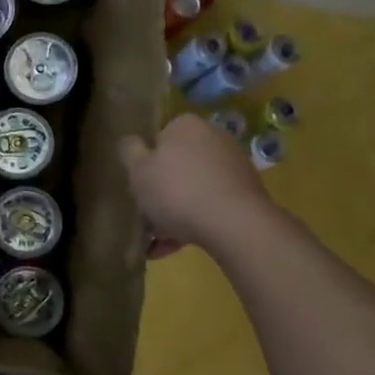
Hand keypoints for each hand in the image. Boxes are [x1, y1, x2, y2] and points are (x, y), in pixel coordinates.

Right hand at [121, 113, 278, 256]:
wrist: (235, 225)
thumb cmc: (176, 190)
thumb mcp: (137, 170)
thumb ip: (129, 151)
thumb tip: (132, 142)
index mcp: (186, 126)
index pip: (158, 137)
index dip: (144, 162)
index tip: (138, 185)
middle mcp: (213, 139)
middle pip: (176, 165)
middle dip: (160, 191)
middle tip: (145, 216)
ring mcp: (233, 167)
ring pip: (192, 188)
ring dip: (174, 212)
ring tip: (157, 242)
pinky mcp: (246, 195)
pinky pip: (210, 206)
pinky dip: (193, 222)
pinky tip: (175, 248)